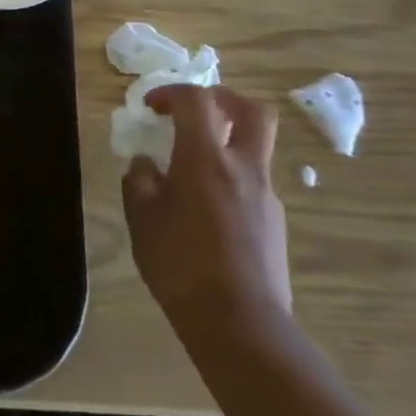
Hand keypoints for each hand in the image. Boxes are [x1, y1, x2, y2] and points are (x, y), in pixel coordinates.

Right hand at [123, 85, 290, 345]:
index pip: (198, 101)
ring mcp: (265, 195)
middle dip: (223, 100)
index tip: (150, 108)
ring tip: (187, 169)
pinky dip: (228, 177)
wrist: (239, 322)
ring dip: (224, 143)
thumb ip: (140, 181)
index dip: (172, 93)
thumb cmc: (179, 262)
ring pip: (254, 148)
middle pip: (252, 111)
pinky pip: (251, 182)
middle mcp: (243, 168)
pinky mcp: (274, 222)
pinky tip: (202, 209)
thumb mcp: (141, 218)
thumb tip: (146, 164)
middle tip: (194, 111)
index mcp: (205, 159)